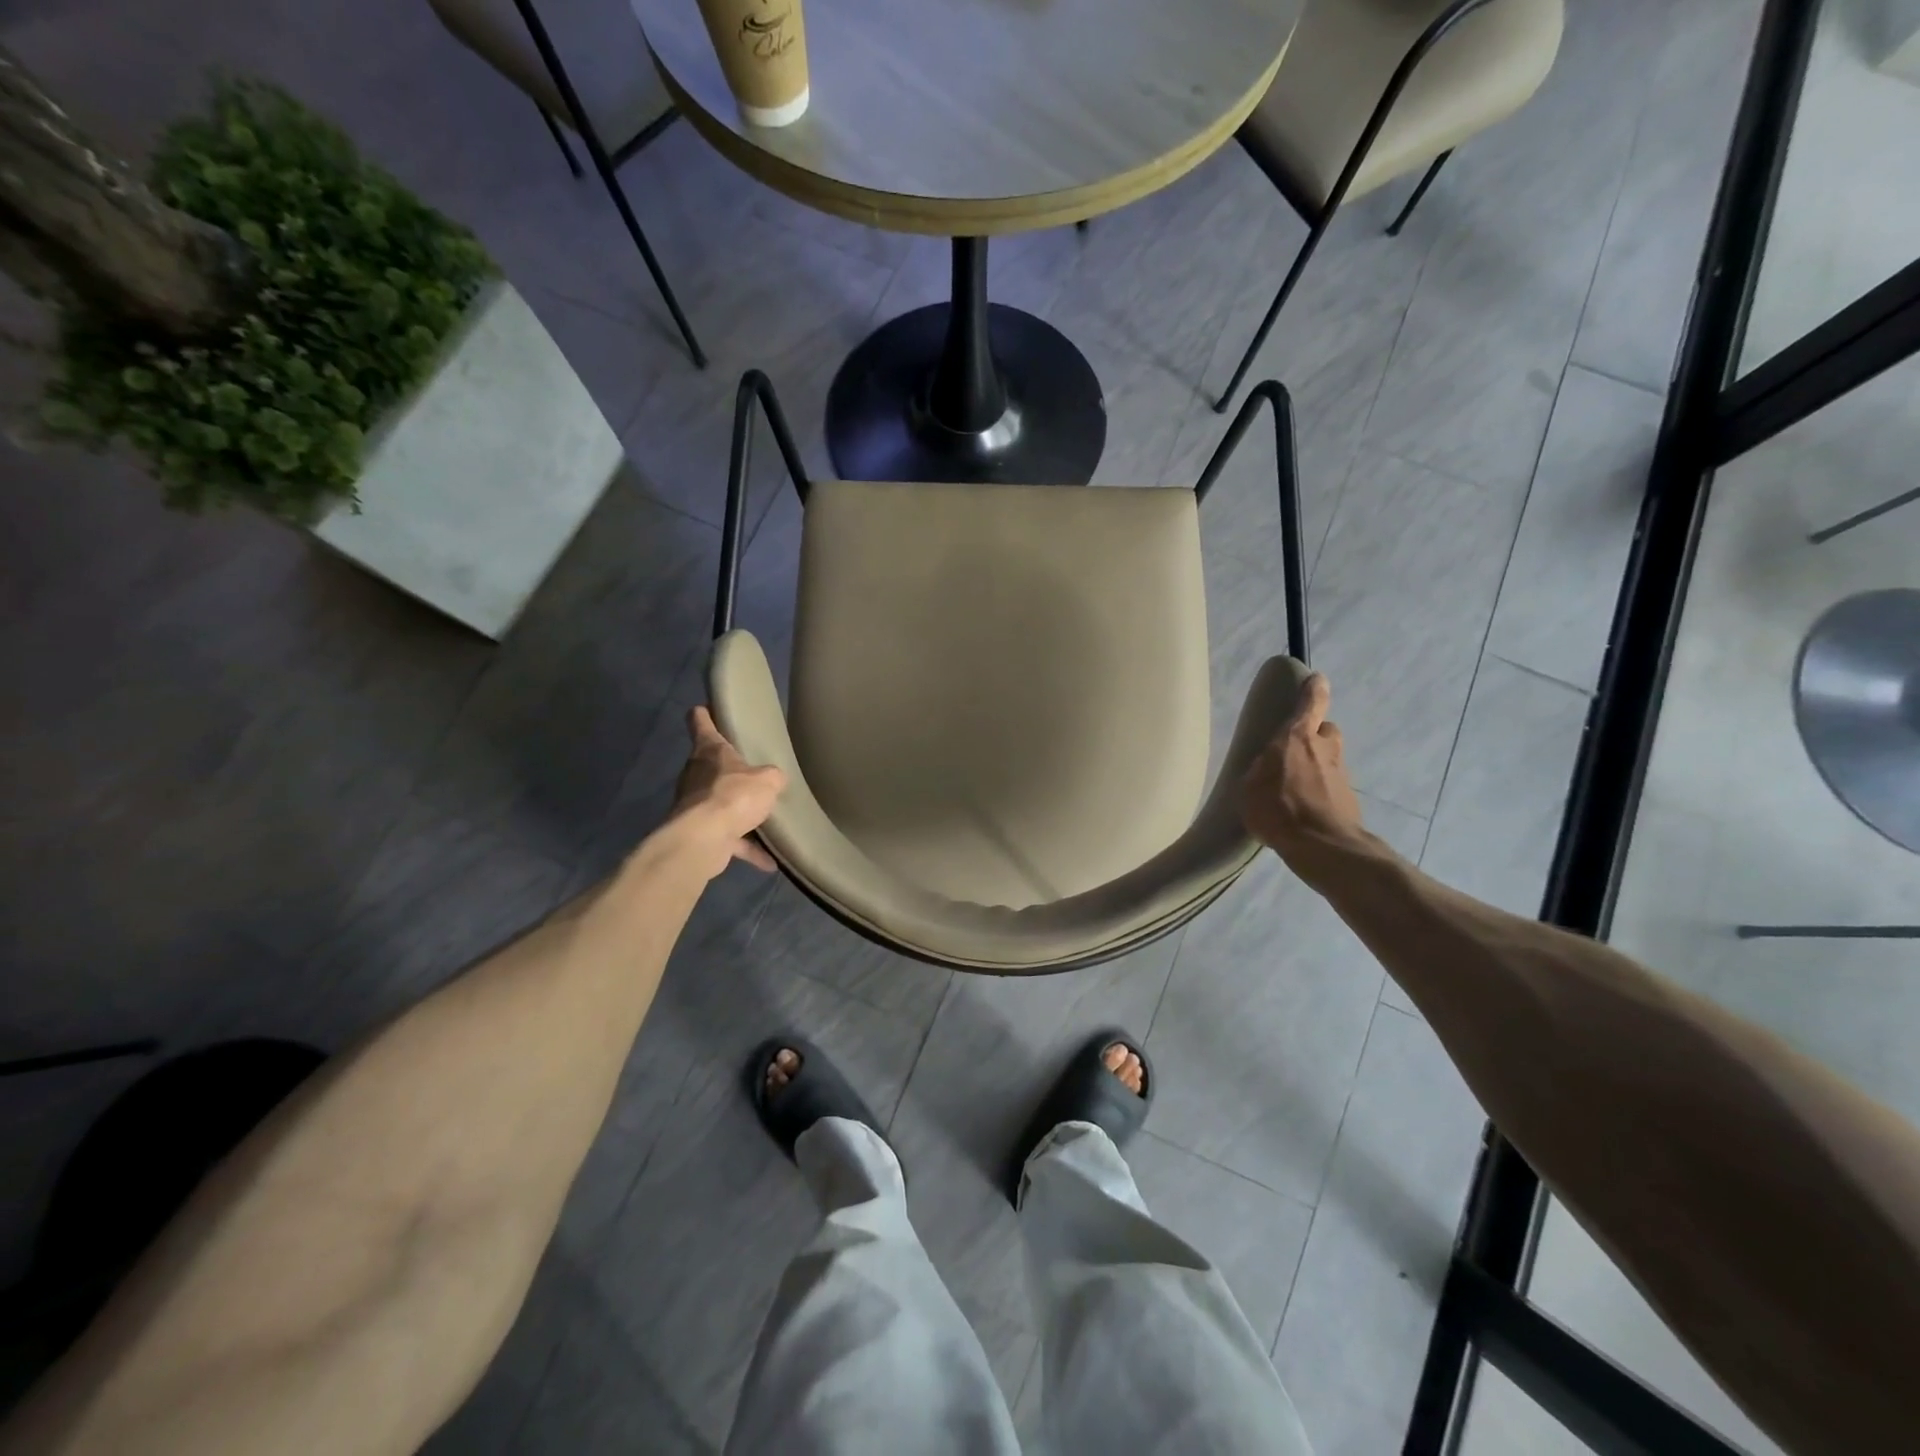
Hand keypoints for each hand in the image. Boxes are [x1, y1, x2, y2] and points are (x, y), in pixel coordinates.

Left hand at [668, 707, 786, 878]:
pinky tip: (769, 861)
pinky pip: (728, 839)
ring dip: (738, 813)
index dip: (705, 713)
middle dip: (729, 770)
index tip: (708, 707)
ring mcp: (695, 805)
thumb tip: (774, 780)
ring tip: (765, 818)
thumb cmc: (733, 796)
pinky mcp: (699, 833)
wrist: (703, 840)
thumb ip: (772, 777)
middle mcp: (697, 775)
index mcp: (710, 751)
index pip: (700, 722)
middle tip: (754, 771)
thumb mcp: (767, 780)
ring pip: (719, 803)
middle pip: (711, 765)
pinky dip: (746, 848)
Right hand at [1239, 673, 1368, 884]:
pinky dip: (1321, 791)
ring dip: (1317, 765)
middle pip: (1325, 730)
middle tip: (1295, 750)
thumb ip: (1260, 770)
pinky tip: (1304, 809)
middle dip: (1314, 735)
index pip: (1311, 702)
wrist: (1322, 846)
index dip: (1313, 689)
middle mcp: (1323, 749)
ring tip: (1296, 786)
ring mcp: (1340, 774)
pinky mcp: (1348, 799)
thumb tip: (1268, 768)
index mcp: (1296, 738)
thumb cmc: (1277, 808)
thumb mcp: (1249, 787)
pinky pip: (1331, 785)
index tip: (1316, 679)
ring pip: (1329, 758)